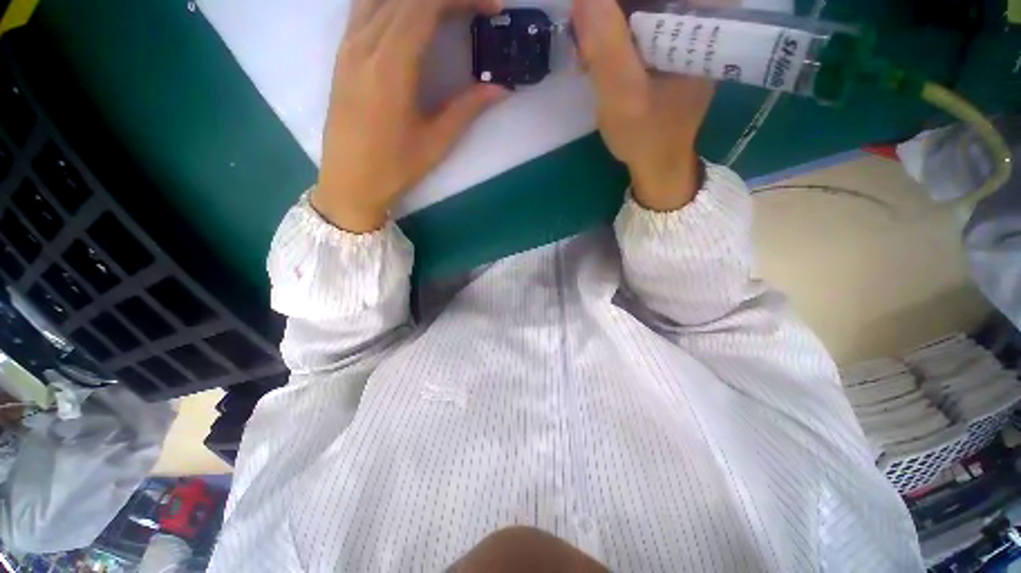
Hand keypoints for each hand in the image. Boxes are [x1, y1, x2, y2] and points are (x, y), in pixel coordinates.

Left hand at [313, 0, 507, 232]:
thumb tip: (501, 89)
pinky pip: (365, 5)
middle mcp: (365, 43)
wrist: (349, 182)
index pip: (426, 4)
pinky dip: (392, 1)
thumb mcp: (436, 142)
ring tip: (447, 10)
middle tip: (477, 8)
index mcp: (391, 66)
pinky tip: (411, 14)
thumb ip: (467, 109)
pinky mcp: (342, 52)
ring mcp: (348, 44)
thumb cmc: (394, 168)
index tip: (492, 8)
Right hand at [572, 0, 715, 210]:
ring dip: (605, 24)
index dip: (613, 7)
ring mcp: (683, 28)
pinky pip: (635, 22)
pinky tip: (595, 59)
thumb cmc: (646, 136)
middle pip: (645, 0)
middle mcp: (699, 13)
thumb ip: (607, 47)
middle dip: (607, 14)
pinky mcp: (667, 42)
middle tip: (582, 42)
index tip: (590, 22)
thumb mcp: (623, 96)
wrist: (658, 162)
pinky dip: (610, 35)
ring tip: (585, 57)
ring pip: (637, 8)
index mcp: (703, 17)